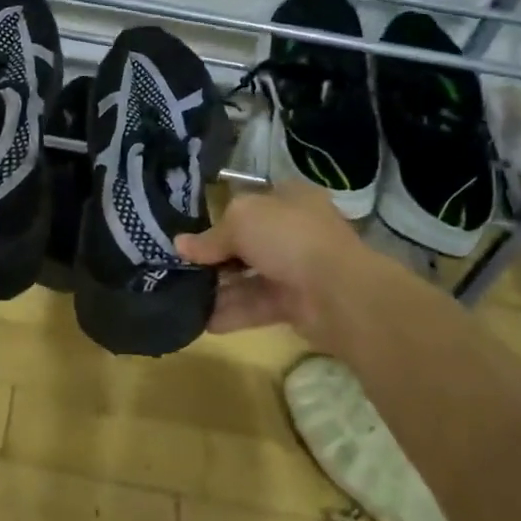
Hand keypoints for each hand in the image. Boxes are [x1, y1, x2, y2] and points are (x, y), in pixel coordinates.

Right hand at [176, 181, 381, 343]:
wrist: (339, 292)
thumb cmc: (288, 237)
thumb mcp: (240, 221)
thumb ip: (210, 236)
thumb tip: (180, 245)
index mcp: (288, 198)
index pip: (249, 203)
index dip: (219, 216)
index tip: (190, 233)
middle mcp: (294, 230)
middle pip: (247, 242)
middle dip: (215, 256)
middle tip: (181, 268)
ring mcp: (297, 268)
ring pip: (250, 277)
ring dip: (219, 288)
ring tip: (184, 298)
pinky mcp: (296, 304)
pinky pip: (257, 306)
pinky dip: (232, 313)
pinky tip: (203, 321)